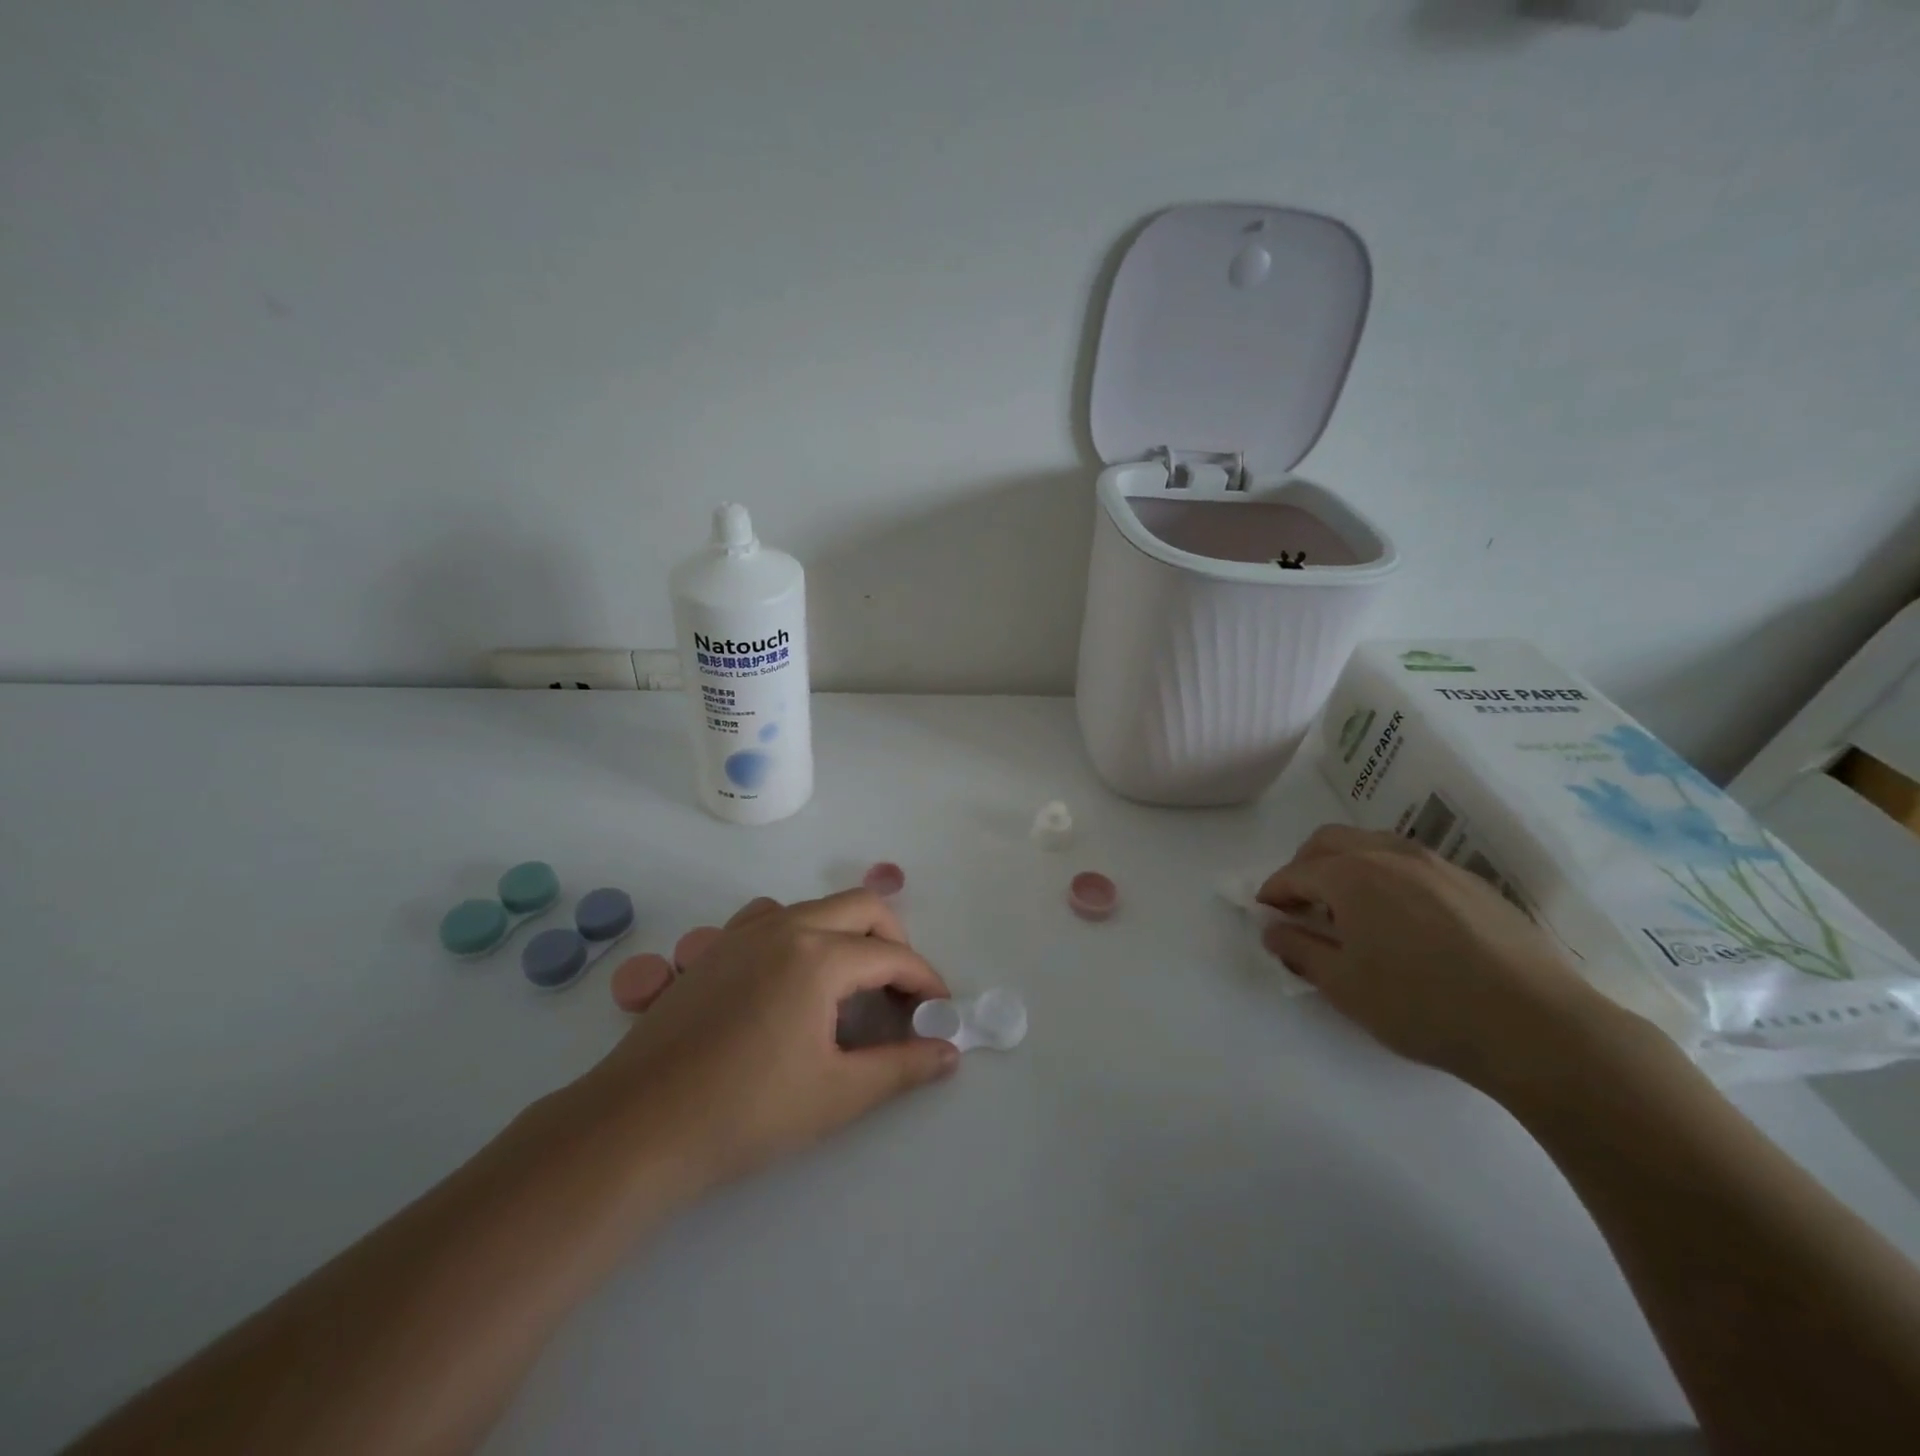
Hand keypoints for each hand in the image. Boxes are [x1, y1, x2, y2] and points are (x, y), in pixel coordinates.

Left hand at [572, 889, 957, 1196]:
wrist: (638, 1128)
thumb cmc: (746, 1112)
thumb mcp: (837, 1094)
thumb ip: (902, 1067)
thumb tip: (949, 1053)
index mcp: (818, 955)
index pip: (892, 954)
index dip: (925, 980)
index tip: (939, 1011)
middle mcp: (784, 927)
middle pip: (861, 906)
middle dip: (894, 941)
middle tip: (902, 991)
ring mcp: (742, 932)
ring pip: (815, 907)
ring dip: (847, 932)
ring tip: (851, 983)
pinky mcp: (713, 949)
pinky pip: (771, 919)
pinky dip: (801, 934)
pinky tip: (792, 980)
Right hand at [1258, 825, 1633, 1094]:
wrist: (1537, 1027)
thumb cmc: (1423, 1006)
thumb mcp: (1344, 986)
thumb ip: (1299, 950)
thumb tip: (1274, 929)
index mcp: (1352, 875)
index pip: (1295, 873)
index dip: (1273, 892)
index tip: (1266, 915)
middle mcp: (1390, 855)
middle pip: (1330, 842)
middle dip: (1305, 867)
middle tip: (1301, 905)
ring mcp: (1437, 865)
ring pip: (1373, 845)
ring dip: (1347, 866)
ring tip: (1349, 909)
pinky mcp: (1473, 883)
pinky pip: (1412, 863)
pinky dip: (1387, 876)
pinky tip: (1401, 919)